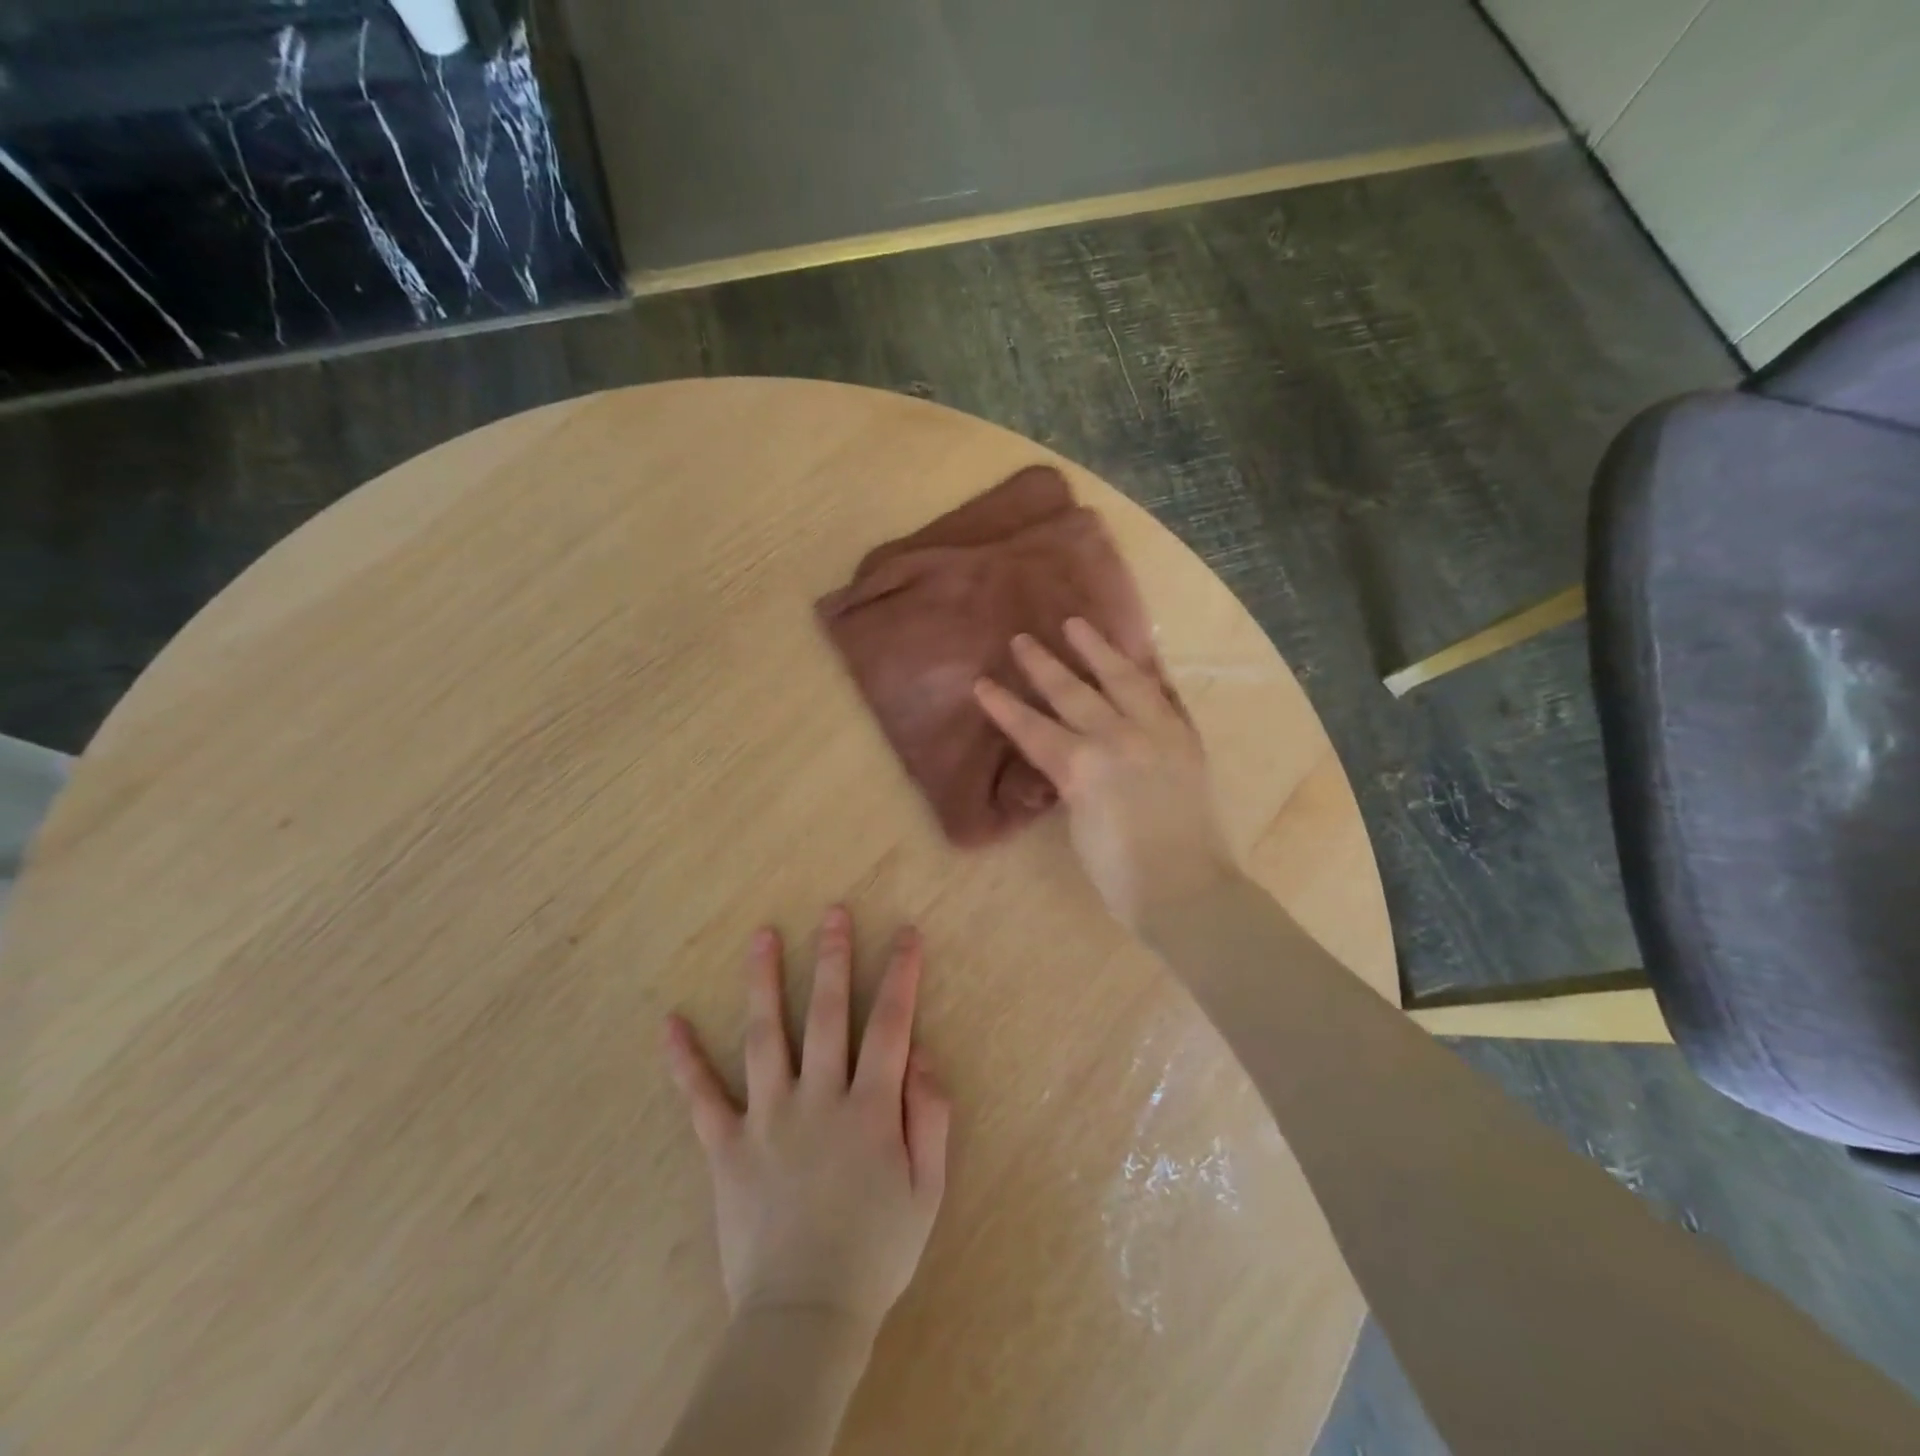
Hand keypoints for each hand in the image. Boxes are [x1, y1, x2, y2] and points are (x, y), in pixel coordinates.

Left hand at [664, 906, 950, 1339]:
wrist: (805, 1316)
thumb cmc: (875, 1251)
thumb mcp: (927, 1189)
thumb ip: (931, 1116)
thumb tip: (921, 1054)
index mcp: (869, 1108)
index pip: (890, 1024)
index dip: (900, 975)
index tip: (905, 933)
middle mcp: (818, 1098)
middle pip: (826, 1014)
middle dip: (833, 958)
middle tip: (833, 913)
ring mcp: (767, 1118)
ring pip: (765, 1037)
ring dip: (763, 982)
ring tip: (761, 936)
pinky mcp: (727, 1147)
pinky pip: (702, 1098)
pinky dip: (684, 1061)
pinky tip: (669, 1023)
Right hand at [973, 618, 1239, 931]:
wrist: (1188, 891)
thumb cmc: (1120, 875)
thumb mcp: (1078, 826)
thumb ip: (1071, 782)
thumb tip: (1067, 759)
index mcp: (1082, 767)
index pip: (1032, 727)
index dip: (1004, 706)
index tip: (982, 682)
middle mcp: (1118, 738)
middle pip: (1073, 692)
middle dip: (1043, 665)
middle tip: (1023, 639)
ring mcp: (1157, 733)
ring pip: (1124, 678)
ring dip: (1098, 649)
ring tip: (1078, 625)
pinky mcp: (1186, 740)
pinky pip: (1165, 694)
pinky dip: (1148, 672)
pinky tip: (1139, 655)